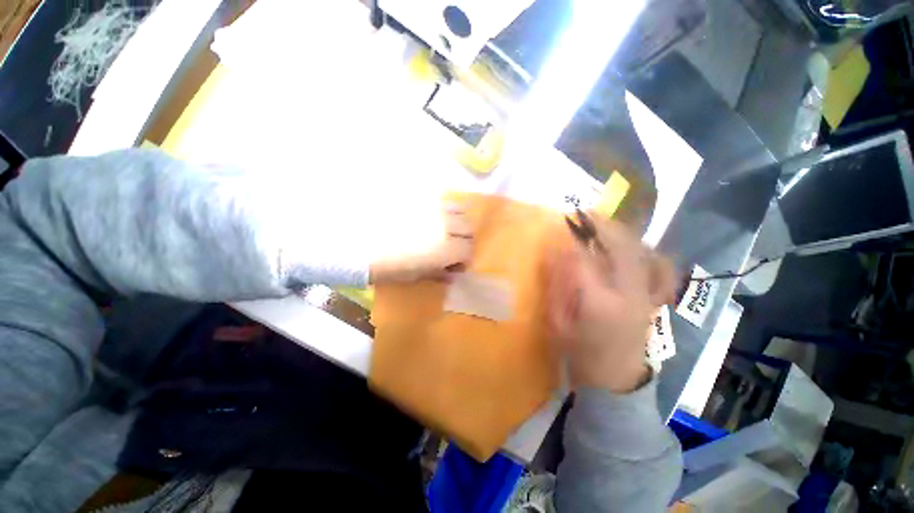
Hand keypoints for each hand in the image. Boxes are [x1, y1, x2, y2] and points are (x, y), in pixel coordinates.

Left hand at [369, 204, 472, 284]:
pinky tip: (432, 216)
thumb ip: (437, 274)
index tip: (455, 264)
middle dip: (464, 240)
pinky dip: (444, 208)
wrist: (356, 241)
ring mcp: (434, 209)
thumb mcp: (414, 275)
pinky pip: (441, 199)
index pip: (468, 250)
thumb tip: (451, 275)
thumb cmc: (386, 265)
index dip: (464, 259)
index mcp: (445, 249)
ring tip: (445, 228)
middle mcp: (445, 226)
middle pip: (469, 228)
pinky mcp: (422, 197)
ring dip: (458, 221)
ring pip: (460, 210)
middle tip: (452, 246)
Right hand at [546, 215, 675, 393]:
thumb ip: (557, 286)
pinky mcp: (652, 298)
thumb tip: (554, 253)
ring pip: (640, 251)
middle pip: (620, 247)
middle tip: (582, 213)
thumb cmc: (579, 353)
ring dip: (621, 232)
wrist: (615, 380)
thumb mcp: (558, 322)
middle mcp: (629, 293)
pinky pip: (656, 265)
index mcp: (600, 303)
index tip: (555, 229)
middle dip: (601, 226)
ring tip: (602, 223)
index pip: (583, 260)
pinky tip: (630, 244)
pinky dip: (643, 249)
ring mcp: (646, 295)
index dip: (568, 241)